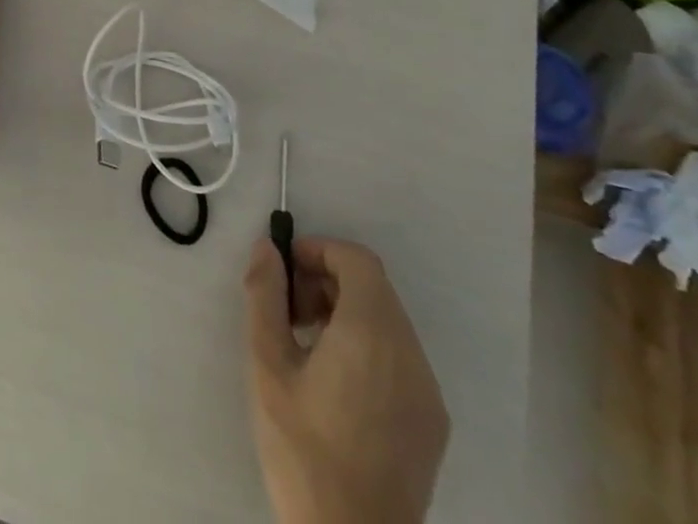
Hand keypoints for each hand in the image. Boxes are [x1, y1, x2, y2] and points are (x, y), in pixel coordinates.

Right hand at [244, 236, 448, 523]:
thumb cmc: (303, 449)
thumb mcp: (267, 365)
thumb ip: (265, 296)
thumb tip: (266, 248)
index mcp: (371, 334)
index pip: (357, 259)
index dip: (318, 251)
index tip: (285, 273)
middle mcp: (409, 354)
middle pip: (372, 287)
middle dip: (326, 282)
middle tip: (288, 313)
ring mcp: (427, 390)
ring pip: (387, 321)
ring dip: (345, 313)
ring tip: (306, 348)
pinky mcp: (432, 421)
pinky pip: (399, 356)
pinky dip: (367, 345)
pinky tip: (335, 383)